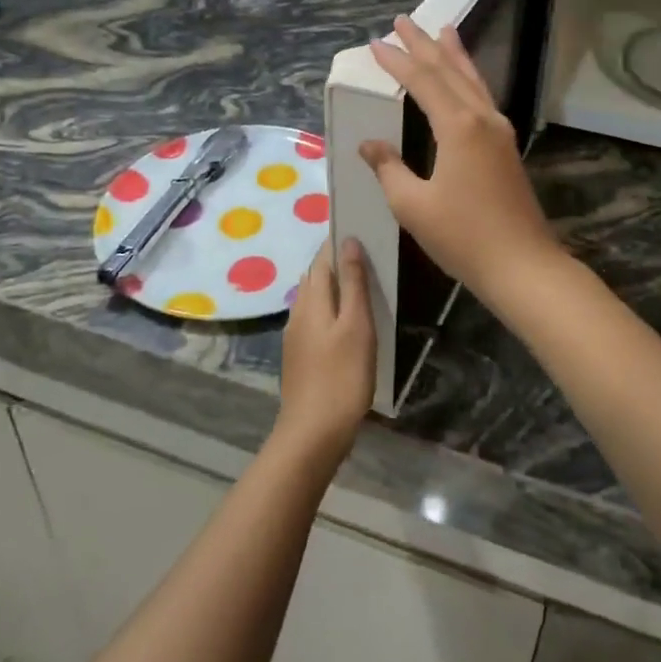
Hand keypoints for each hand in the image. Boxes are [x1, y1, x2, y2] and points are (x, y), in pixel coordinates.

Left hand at [274, 238, 376, 467]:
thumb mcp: (357, 326)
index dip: (337, 242)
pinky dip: (329, 307)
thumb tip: (348, 241)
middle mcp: (298, 312)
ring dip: (332, 285)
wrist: (313, 432)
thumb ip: (353, 283)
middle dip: (334, 261)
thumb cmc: (342, 376)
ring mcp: (295, 335)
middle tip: (365, 254)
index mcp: (311, 300)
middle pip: (314, 276)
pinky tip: (345, 320)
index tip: (359, 228)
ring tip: (360, 283)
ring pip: (312, 298)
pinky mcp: (298, 356)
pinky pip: (313, 317)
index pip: (322, 258)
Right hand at [361, 15, 561, 300]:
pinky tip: (464, 80)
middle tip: (404, 20)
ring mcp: (499, 131)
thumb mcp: (412, 205)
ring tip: (442, 29)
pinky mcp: (505, 147)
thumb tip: (369, 144)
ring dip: (454, 54)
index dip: (397, 61)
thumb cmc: (463, 236)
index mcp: (458, 126)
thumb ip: (389, 168)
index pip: (422, 81)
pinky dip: (468, 78)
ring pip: (472, 80)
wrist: (522, 265)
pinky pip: (482, 97)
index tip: (375, 44)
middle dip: (424, 44)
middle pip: (450, 70)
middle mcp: (482, 118)